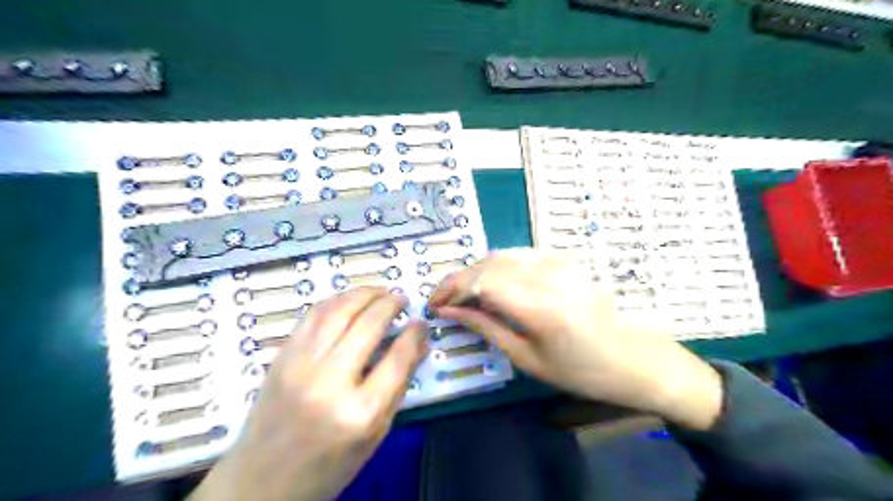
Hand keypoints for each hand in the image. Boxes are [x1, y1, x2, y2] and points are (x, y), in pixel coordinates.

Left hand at [193, 288, 430, 499]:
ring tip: (381, 290)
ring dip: (364, 293)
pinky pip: (313, 315)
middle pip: (368, 325)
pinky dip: (336, 300)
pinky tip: (350, 299)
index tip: (421, 322)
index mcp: (360, 412)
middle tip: (402, 298)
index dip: (414, 334)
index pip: (398, 357)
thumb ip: (399, 385)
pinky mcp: (282, 357)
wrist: (261, 482)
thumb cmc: (328, 466)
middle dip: (390, 304)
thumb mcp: (375, 434)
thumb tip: (419, 343)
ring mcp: (300, 365)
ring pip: (339, 311)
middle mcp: (329, 382)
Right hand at [433, 248, 723, 430]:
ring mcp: (557, 262)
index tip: (434, 304)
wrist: (637, 358)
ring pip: (500, 255)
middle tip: (444, 301)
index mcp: (538, 304)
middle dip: (458, 279)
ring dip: (476, 272)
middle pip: (487, 263)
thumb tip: (450, 311)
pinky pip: (518, 255)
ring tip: (464, 295)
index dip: (450, 288)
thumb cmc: (583, 371)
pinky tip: (492, 285)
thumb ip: (486, 327)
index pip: (480, 280)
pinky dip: (496, 267)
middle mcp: (546, 273)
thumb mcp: (528, 358)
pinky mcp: (563, 260)